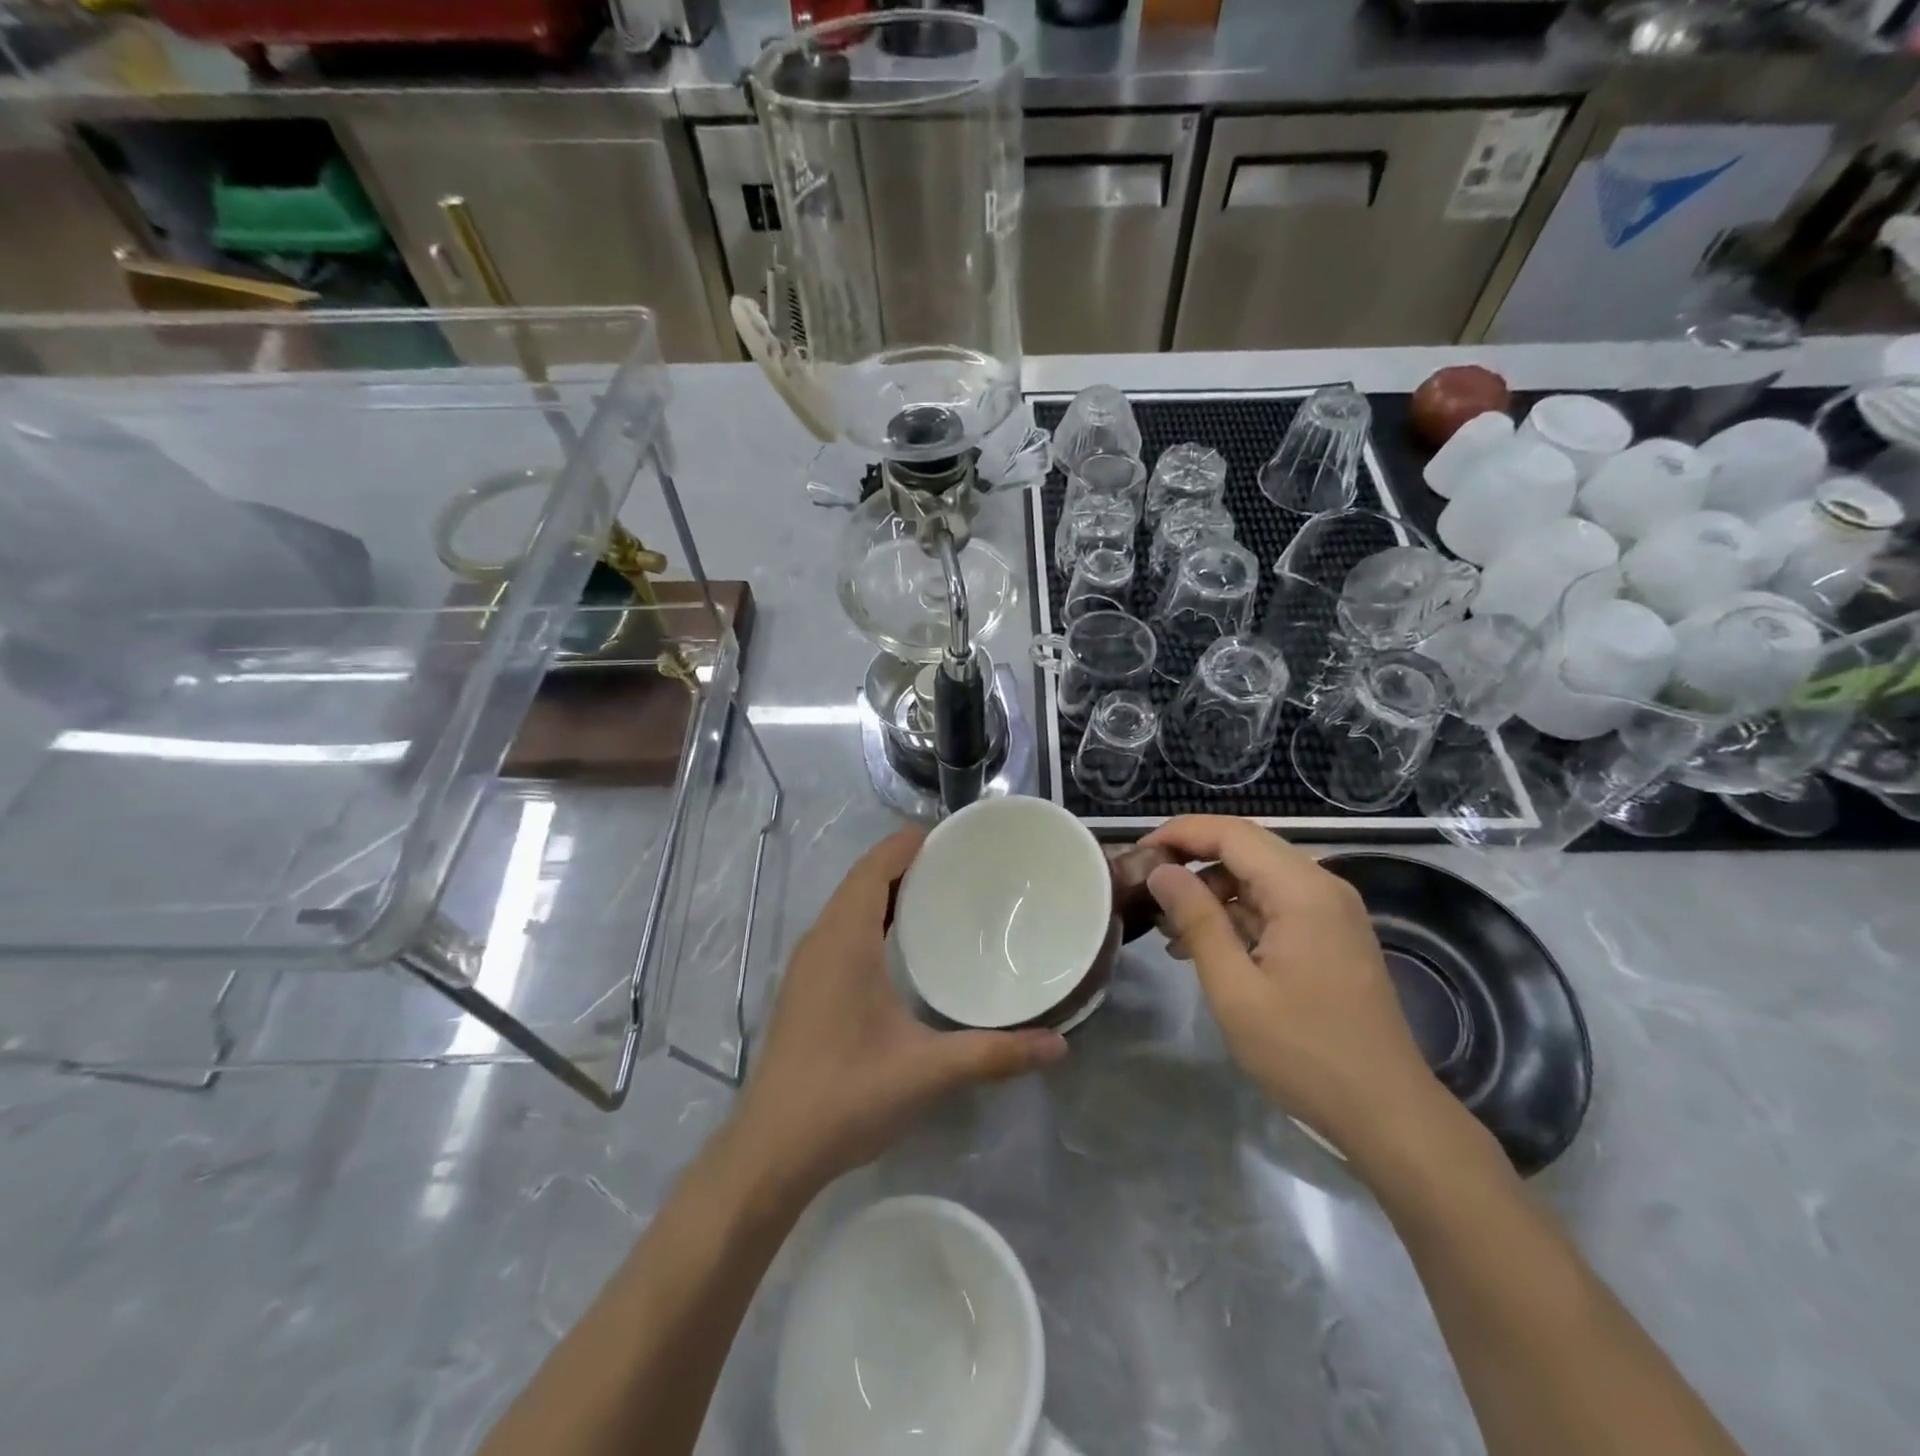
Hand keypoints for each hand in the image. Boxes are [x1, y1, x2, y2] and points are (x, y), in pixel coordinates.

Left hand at [730, 829, 1067, 1193]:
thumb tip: (1058, 1045)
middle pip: (862, 880)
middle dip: (906, 864)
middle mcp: (820, 941)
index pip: (874, 868)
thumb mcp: (927, 1073)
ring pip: (848, 906)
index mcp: (844, 941)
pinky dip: (871, 918)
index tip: (954, 837)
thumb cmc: (846, 1097)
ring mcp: (806, 966)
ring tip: (938, 895)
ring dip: (887, 891)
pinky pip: (840, 930)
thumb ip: (994, 1054)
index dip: (908, 844)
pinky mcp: (804, 989)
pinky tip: (900, 946)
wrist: (770, 1152)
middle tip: (960, 865)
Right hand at [1143, 815, 1442, 1156]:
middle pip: (1246, 848)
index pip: (1231, 833)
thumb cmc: (1305, 1051)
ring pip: (1258, 876)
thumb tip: (1161, 871)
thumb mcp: (1234, 988)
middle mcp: (1322, 886)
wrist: (1387, 1113)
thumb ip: (1196, 920)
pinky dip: (1237, 915)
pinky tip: (1205, 947)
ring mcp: (1331, 911)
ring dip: (1212, 892)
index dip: (1181, 833)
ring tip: (1168, 927)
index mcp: (1302, 889)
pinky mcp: (1331, 935)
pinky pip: (1275, 905)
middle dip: (1192, 861)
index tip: (1138, 853)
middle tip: (1146, 888)